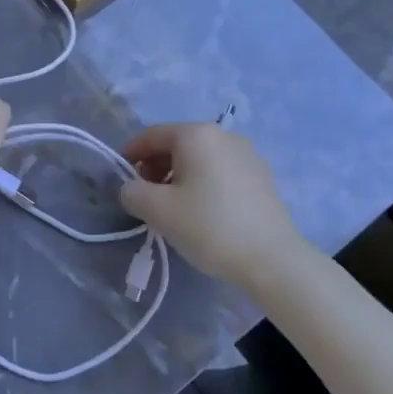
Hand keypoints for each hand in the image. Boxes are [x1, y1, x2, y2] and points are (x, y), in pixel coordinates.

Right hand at [119, 123, 302, 288]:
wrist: (272, 259)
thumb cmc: (209, 226)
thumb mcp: (158, 210)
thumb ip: (132, 192)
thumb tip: (132, 188)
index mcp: (196, 135)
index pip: (152, 135)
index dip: (131, 153)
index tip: (120, 177)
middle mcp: (223, 135)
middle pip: (177, 144)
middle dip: (155, 166)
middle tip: (145, 196)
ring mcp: (247, 154)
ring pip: (200, 158)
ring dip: (179, 175)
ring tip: (172, 207)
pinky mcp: (261, 176)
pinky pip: (220, 170)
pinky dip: (203, 182)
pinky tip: (202, 211)